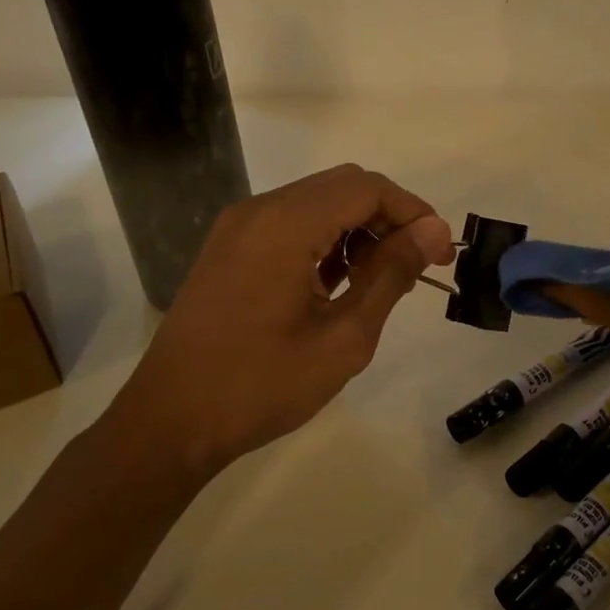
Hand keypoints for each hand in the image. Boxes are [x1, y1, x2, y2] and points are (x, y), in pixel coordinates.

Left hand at [105, 165, 454, 482]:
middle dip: (388, 218)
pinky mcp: (229, 249)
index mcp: (285, 225)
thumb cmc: (262, 385)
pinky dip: (325, 241)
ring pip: (317, 203)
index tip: (438, 254)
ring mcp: (238, 229)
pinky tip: (339, 284)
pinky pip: (290, 225)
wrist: (170, 422)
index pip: (367, 188)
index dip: (413, 212)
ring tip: (382, 281)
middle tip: (416, 266)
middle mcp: (258, 211)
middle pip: (342, 187)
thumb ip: (391, 275)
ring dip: (357, 230)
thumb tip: (433, 232)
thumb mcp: (344, 337)